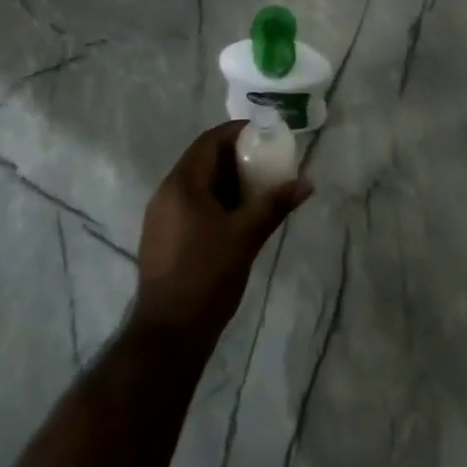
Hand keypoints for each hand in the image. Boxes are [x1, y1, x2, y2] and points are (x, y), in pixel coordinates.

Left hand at [133, 121, 310, 342]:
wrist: (169, 334)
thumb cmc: (207, 275)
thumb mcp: (246, 235)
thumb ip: (274, 204)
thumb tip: (306, 183)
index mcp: (182, 184)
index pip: (210, 140)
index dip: (238, 132)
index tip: (266, 135)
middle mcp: (166, 192)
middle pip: (203, 159)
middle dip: (236, 157)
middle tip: (268, 163)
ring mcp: (160, 217)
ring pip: (197, 184)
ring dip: (226, 180)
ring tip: (258, 189)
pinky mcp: (161, 237)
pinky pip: (190, 204)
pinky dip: (215, 200)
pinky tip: (237, 217)